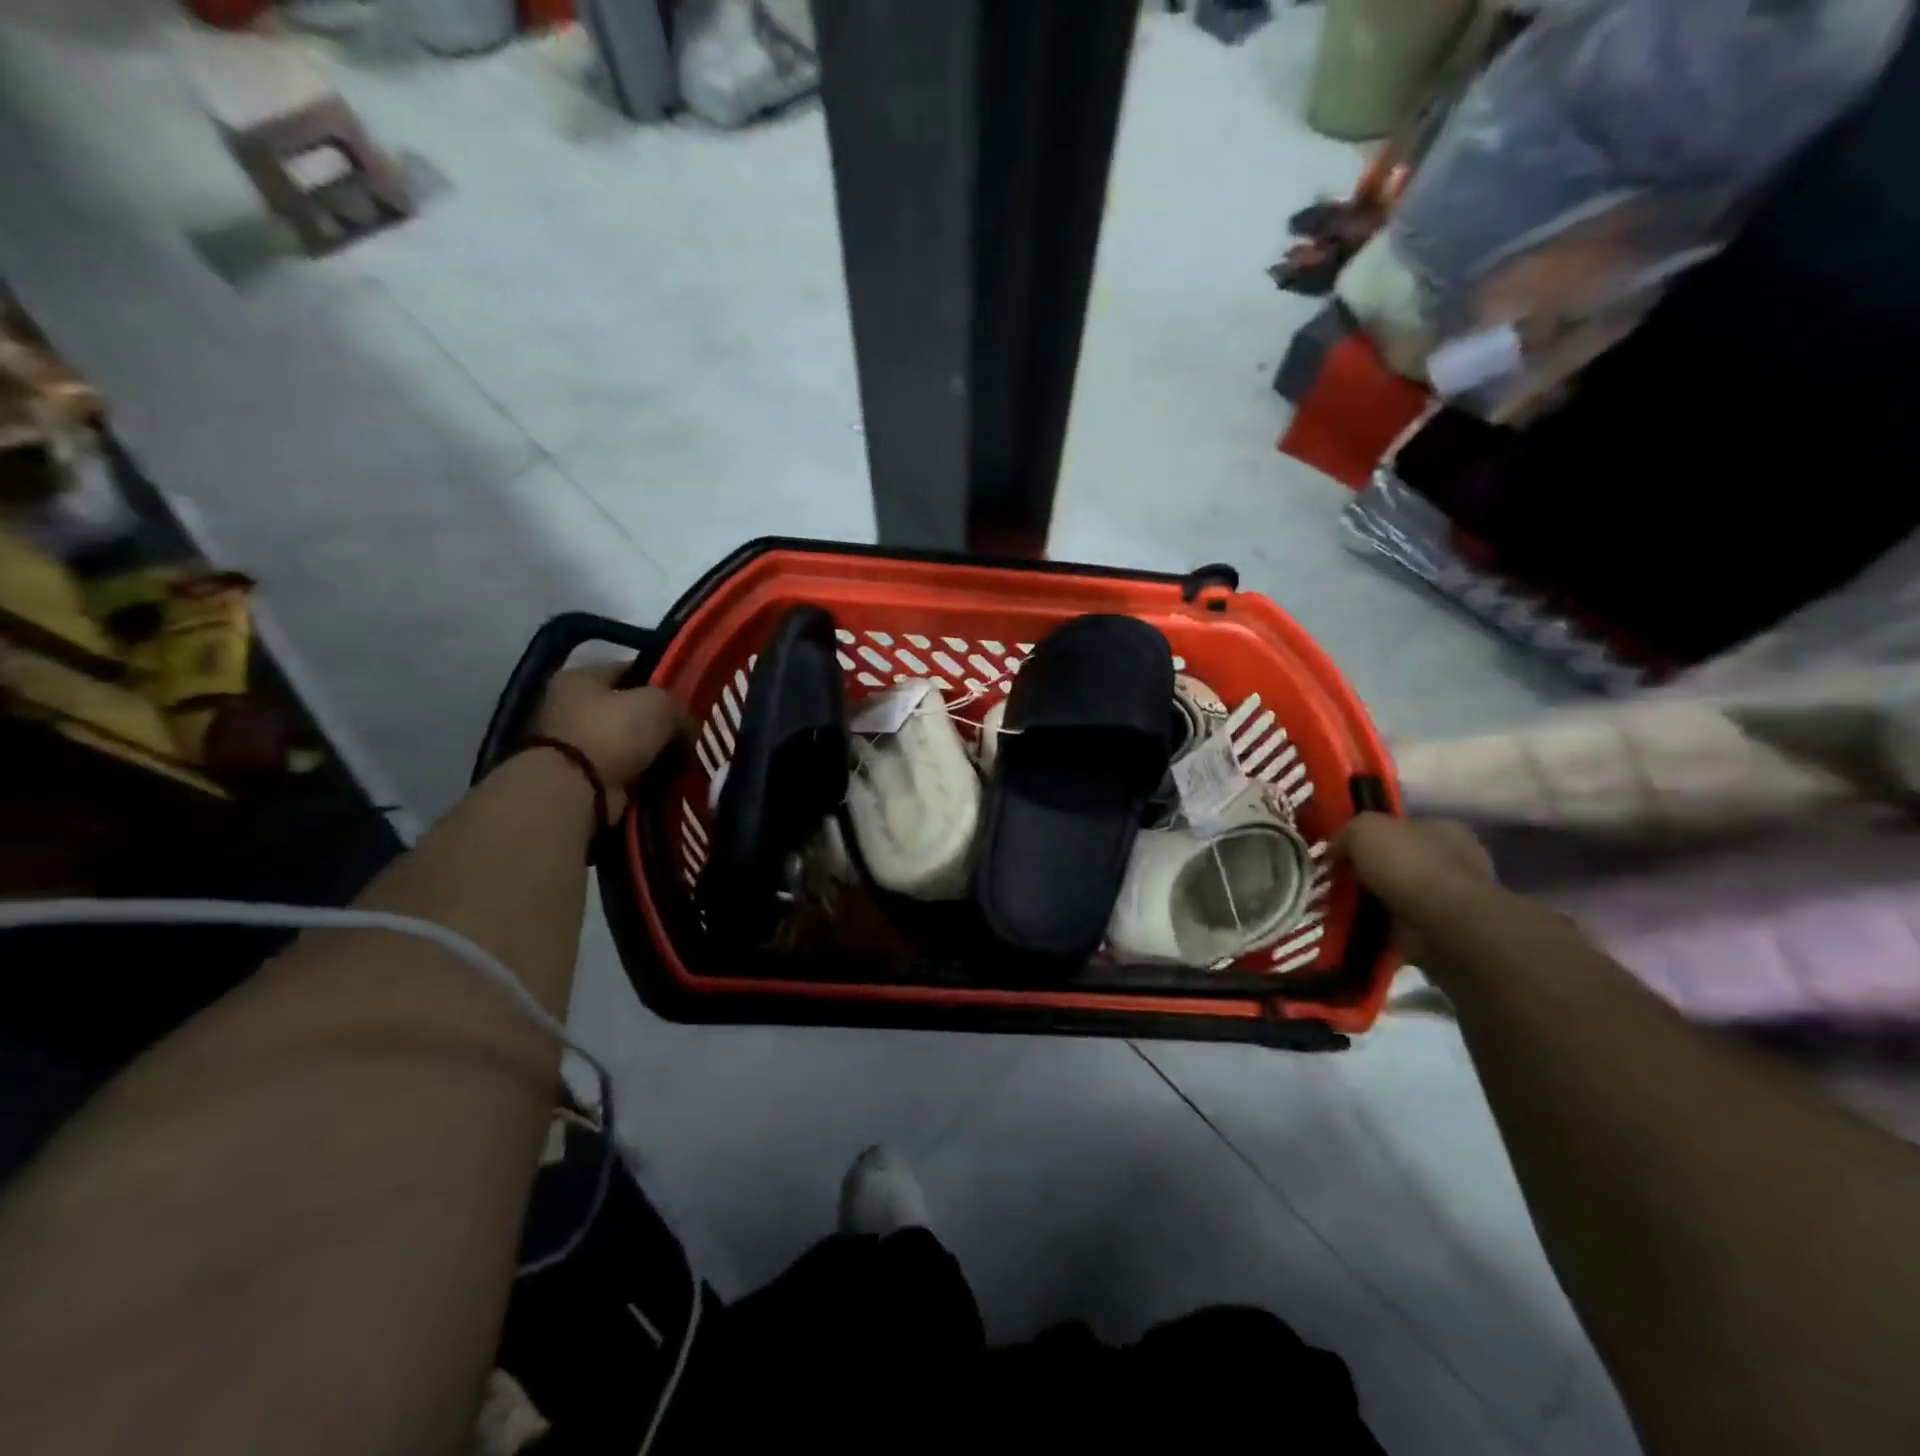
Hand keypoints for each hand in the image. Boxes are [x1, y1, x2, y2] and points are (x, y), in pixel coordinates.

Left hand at [531, 664, 688, 816]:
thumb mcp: (659, 704)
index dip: (662, 681)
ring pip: (629, 743)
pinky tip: (667, 778)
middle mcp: (570, 706)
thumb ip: (678, 707)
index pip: (631, 670)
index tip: (690, 698)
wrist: (577, 790)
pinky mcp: (582, 777)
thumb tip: (687, 725)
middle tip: (690, 732)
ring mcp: (573, 745)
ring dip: (653, 752)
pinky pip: (625, 770)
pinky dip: (644, 775)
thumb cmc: (613, 732)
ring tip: (683, 758)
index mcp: (580, 677)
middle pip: (630, 710)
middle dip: (660, 723)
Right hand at [1337, 813, 1493, 965]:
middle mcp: (1455, 861)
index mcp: (1444, 830)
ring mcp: (1453, 900)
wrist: (1443, 925)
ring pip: (1401, 896)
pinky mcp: (1446, 933)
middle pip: (1401, 862)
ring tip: (1342, 910)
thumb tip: (1336, 852)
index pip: (1403, 828)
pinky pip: (1403, 927)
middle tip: (1339, 882)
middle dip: (1373, 873)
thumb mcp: (1364, 829)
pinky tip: (1359, 930)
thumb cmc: (1409, 864)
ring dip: (1376, 904)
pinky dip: (1382, 930)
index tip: (1344, 853)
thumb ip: (1347, 834)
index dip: (1371, 838)